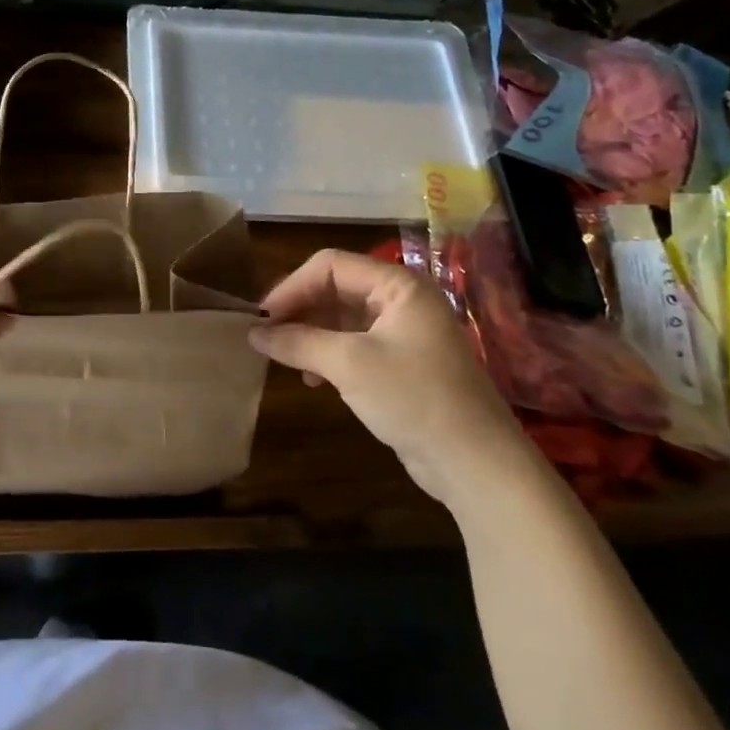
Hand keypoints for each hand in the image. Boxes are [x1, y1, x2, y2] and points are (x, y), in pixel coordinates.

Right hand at [250, 250, 532, 506]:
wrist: (476, 464)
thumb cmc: (414, 398)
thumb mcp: (349, 364)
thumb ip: (298, 342)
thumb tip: (253, 332)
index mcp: (398, 285)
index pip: (330, 266)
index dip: (291, 287)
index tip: (261, 318)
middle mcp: (402, 300)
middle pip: (335, 288)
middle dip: (299, 309)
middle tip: (265, 336)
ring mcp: (404, 332)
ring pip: (342, 318)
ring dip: (310, 334)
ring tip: (285, 358)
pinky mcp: (402, 363)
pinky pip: (354, 345)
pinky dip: (328, 355)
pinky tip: (313, 380)